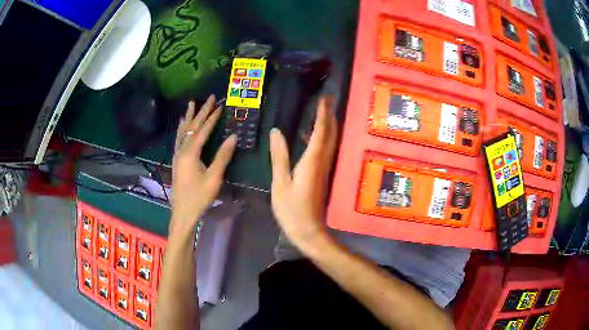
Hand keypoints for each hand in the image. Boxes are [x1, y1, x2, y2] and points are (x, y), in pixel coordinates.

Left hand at [171, 95, 236, 233]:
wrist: (183, 212)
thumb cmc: (199, 197)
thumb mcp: (214, 177)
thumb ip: (223, 156)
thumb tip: (233, 136)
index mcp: (190, 153)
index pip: (203, 130)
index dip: (212, 118)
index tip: (220, 105)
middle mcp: (182, 150)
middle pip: (192, 127)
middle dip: (201, 112)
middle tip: (209, 98)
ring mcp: (177, 155)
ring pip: (183, 131)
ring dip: (189, 117)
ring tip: (192, 104)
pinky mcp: (177, 160)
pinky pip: (179, 138)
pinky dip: (182, 128)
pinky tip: (182, 125)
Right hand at [270, 96, 337, 249]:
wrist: (308, 231)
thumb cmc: (291, 210)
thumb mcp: (280, 184)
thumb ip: (279, 157)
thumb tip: (276, 132)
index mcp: (312, 162)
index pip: (320, 132)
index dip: (322, 114)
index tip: (324, 99)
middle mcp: (322, 162)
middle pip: (330, 134)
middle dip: (330, 115)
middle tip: (328, 99)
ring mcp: (324, 169)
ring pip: (330, 142)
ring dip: (329, 125)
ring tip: (323, 111)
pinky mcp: (322, 175)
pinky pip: (325, 150)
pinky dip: (322, 138)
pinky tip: (312, 136)